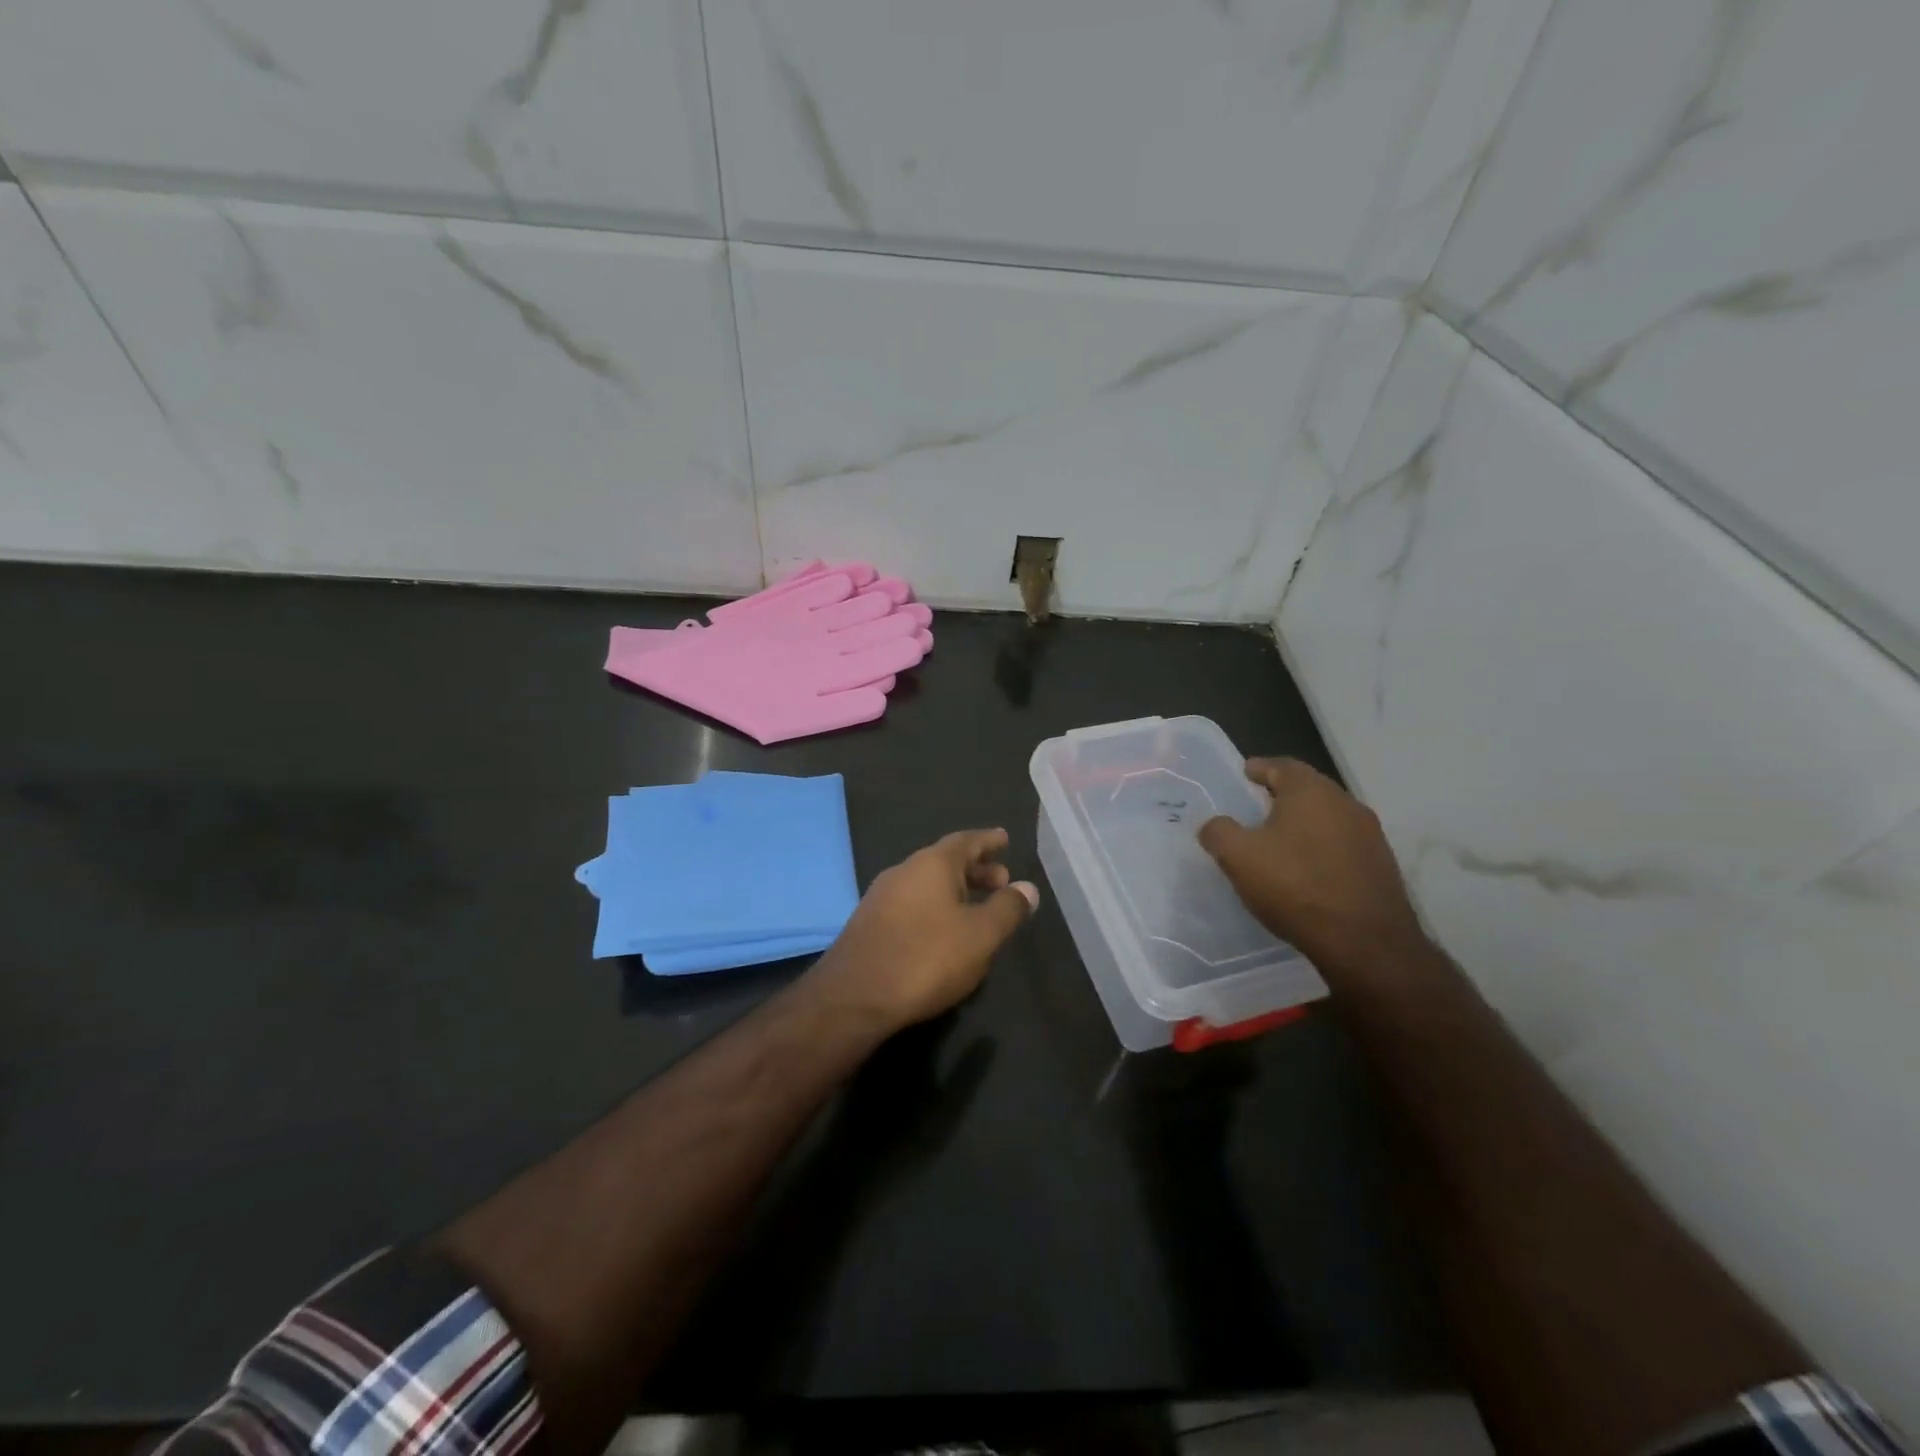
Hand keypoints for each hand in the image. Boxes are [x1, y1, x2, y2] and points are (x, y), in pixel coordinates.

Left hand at [805, 829, 1038, 1032]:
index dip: (988, 841)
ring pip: (927, 883)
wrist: (854, 997)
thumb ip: (1007, 909)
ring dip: (955, 890)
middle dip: (975, 869)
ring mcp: (882, 897)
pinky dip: (935, 907)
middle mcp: (904, 871)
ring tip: (977, 908)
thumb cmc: (926, 958)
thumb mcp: (980, 935)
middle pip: (946, 861)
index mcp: (932, 864)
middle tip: (1000, 880)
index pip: (966, 841)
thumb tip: (1027, 888)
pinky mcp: (870, 924)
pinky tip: (943, 931)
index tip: (1004, 838)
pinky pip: (912, 903)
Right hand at [1198, 758, 1428, 980]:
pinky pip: (1342, 845)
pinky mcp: (1381, 865)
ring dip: (1303, 823)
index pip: (1281, 766)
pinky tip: (1307, 870)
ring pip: (1327, 817)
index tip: (1244, 774)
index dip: (1259, 768)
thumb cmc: (1296, 886)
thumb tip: (1214, 824)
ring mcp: (1369, 835)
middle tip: (1256, 807)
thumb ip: (1218, 831)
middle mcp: (1346, 803)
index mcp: (1311, 791)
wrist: (1365, 942)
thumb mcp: (1238, 857)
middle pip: (1307, 789)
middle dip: (1281, 795)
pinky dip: (1321, 848)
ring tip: (1279, 841)